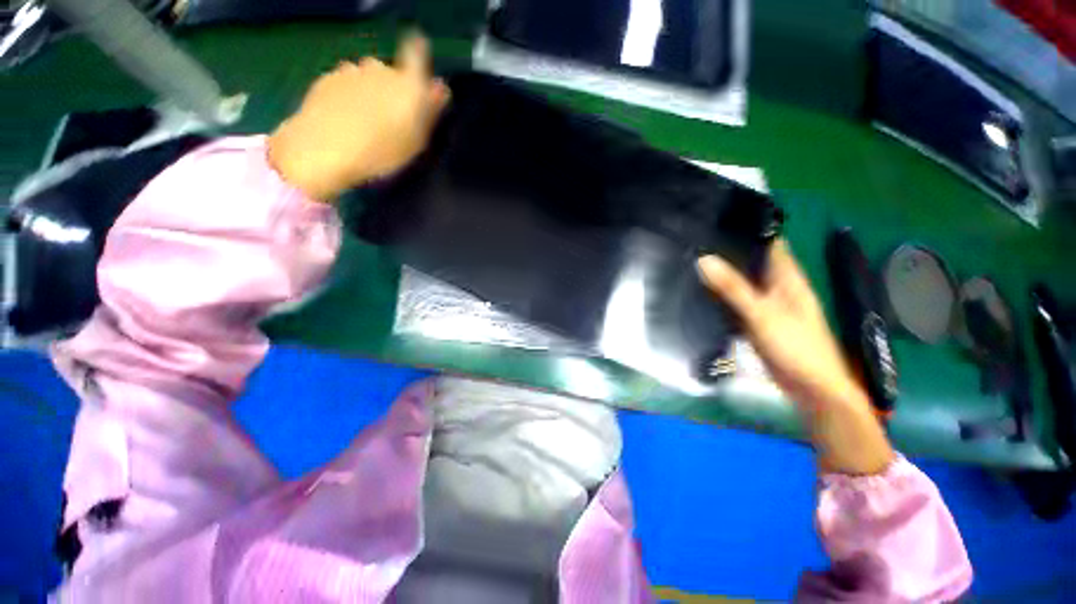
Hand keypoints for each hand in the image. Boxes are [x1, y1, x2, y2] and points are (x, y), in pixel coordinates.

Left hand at [267, 33, 449, 200]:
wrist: (326, 149)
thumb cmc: (382, 151)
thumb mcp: (416, 140)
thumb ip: (430, 111)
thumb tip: (441, 88)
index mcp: (408, 84)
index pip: (416, 53)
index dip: (418, 54)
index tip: (417, 69)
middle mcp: (381, 68)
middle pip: (392, 71)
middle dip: (393, 87)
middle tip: (390, 117)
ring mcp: (352, 70)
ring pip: (367, 76)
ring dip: (370, 90)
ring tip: (365, 119)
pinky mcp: (328, 77)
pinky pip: (346, 82)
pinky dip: (349, 94)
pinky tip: (345, 117)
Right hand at [698, 240, 893, 474]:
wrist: (811, 389)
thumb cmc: (796, 346)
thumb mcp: (762, 313)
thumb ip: (733, 287)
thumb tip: (702, 259)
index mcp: (786, 277)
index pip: (768, 242)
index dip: (746, 228)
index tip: (716, 219)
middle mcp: (777, 286)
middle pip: (751, 261)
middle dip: (727, 251)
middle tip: (693, 241)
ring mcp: (766, 305)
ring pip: (741, 283)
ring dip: (721, 274)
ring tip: (689, 262)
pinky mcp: (757, 322)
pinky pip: (735, 303)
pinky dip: (720, 297)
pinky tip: (699, 293)